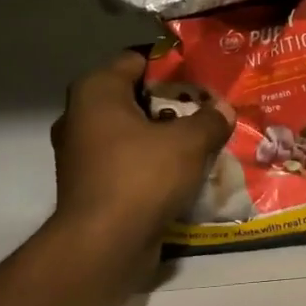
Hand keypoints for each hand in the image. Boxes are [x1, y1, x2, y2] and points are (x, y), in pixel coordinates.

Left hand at [50, 53, 231, 251]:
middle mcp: (81, 117)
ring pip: (132, 134)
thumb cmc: (142, 177)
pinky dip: (152, 165)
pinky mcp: (92, 186)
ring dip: (164, 138)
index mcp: (96, 92)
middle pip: (134, 99)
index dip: (172, 66)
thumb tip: (224, 109)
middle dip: (172, 105)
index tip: (203, 78)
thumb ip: (210, 120)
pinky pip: (128, 164)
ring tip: (202, 142)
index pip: (136, 60)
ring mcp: (82, 155)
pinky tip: (184, 174)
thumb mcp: (188, 143)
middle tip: (208, 110)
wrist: (105, 244)